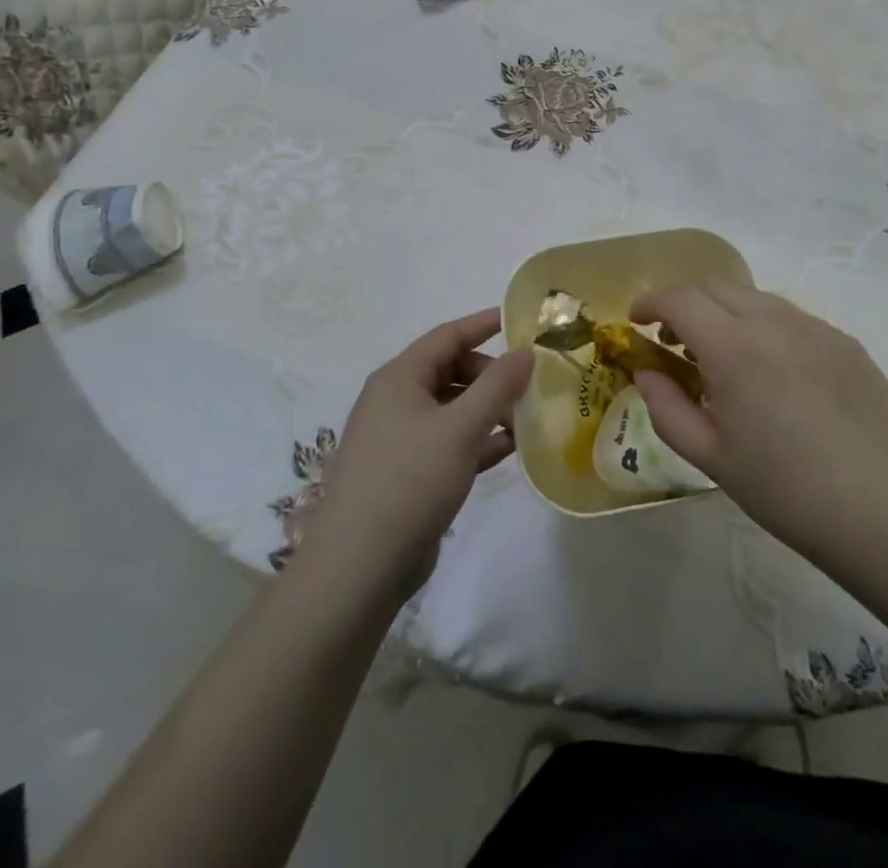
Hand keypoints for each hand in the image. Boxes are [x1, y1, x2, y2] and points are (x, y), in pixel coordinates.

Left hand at [302, 310, 531, 602]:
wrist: (358, 568)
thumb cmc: (409, 481)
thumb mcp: (462, 427)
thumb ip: (498, 385)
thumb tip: (525, 351)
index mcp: (399, 378)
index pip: (448, 335)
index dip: (485, 323)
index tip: (524, 320)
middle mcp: (395, 400)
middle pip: (451, 370)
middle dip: (491, 375)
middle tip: (529, 387)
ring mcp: (398, 438)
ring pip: (452, 408)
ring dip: (488, 409)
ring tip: (527, 419)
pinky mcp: (406, 473)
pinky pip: (448, 442)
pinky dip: (477, 440)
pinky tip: (509, 449)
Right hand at [629, 282, 887, 574]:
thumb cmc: (787, 491)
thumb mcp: (712, 457)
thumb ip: (667, 407)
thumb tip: (645, 373)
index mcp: (734, 346)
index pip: (680, 299)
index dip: (650, 302)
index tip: (636, 321)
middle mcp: (774, 320)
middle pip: (715, 287)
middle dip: (684, 303)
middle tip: (671, 340)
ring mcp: (815, 327)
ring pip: (754, 298)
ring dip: (724, 312)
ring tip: (720, 357)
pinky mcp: (845, 341)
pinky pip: (790, 318)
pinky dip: (762, 326)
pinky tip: (771, 373)